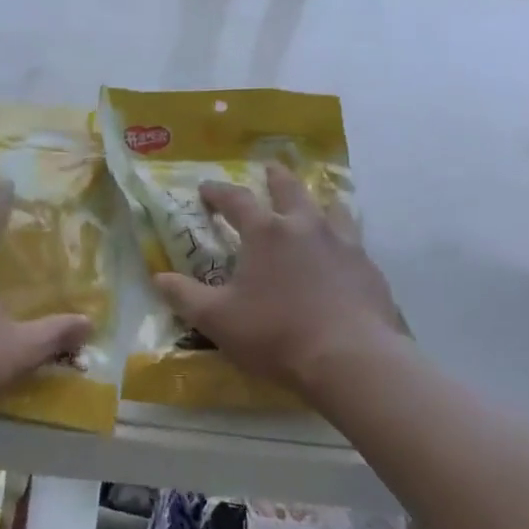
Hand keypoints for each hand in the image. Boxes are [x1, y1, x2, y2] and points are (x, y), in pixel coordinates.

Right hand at [154, 165, 403, 394]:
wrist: (350, 358)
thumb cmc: (275, 334)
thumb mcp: (217, 320)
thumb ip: (185, 296)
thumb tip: (159, 278)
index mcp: (266, 233)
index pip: (236, 200)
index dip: (218, 192)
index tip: (205, 188)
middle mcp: (306, 227)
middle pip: (290, 189)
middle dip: (275, 178)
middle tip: (269, 169)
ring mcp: (343, 244)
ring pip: (331, 209)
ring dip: (318, 202)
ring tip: (316, 204)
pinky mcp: (368, 268)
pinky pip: (353, 242)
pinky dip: (342, 239)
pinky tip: (342, 254)